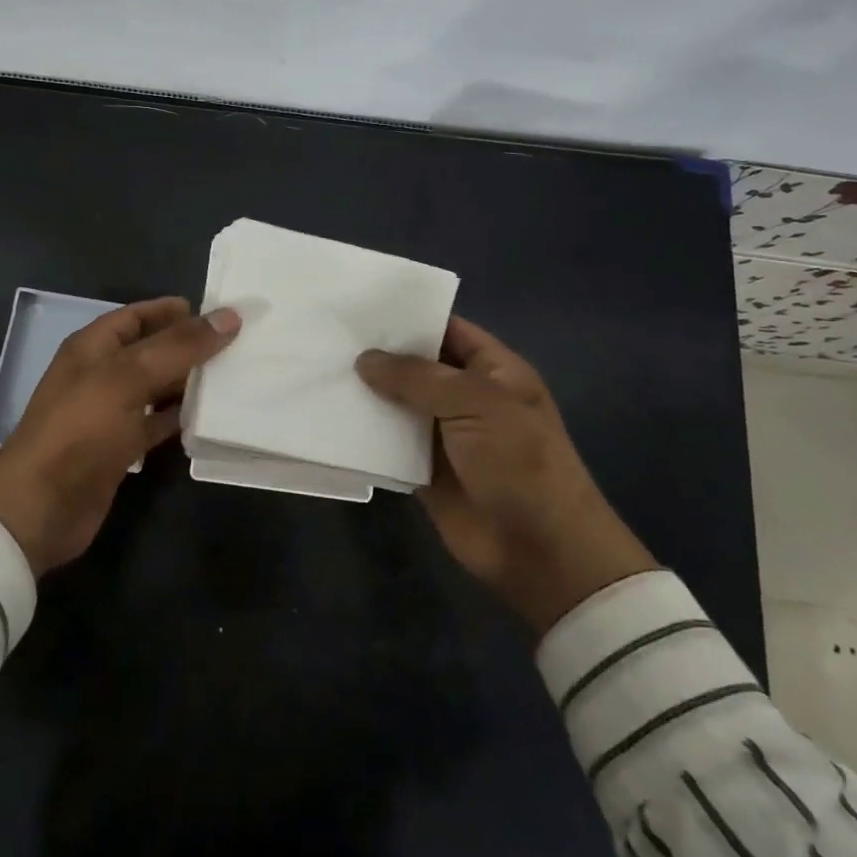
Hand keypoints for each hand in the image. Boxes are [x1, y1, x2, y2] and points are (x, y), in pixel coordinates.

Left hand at [0, 297, 240, 575]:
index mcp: (94, 347)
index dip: (173, 311)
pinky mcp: (121, 448)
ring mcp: (110, 413)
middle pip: (151, 350)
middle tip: (237, 343)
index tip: (218, 313)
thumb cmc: (81, 429)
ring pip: (158, 387)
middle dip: (189, 345)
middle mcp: (101, 374)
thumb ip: (180, 346)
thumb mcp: (129, 377)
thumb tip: (229, 315)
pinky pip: (158, 423)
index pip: (137, 315)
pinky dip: (182, 418)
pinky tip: (212, 416)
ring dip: (190, 381)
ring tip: (234, 375)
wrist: (42, 506)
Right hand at [356, 317, 655, 633]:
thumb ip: (418, 377)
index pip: (447, 330)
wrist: (539, 548)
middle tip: (327, 336)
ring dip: (366, 395)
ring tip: (318, 369)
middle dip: (379, 355)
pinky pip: (388, 445)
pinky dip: (364, 435)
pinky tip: (328, 417)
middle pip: (416, 367)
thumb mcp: (475, 403)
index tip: (361, 308)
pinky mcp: (422, 471)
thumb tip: (365, 360)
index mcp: (492, 371)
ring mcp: (443, 435)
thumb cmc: (518, 460)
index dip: (410, 318)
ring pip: (397, 405)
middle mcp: (466, 397)